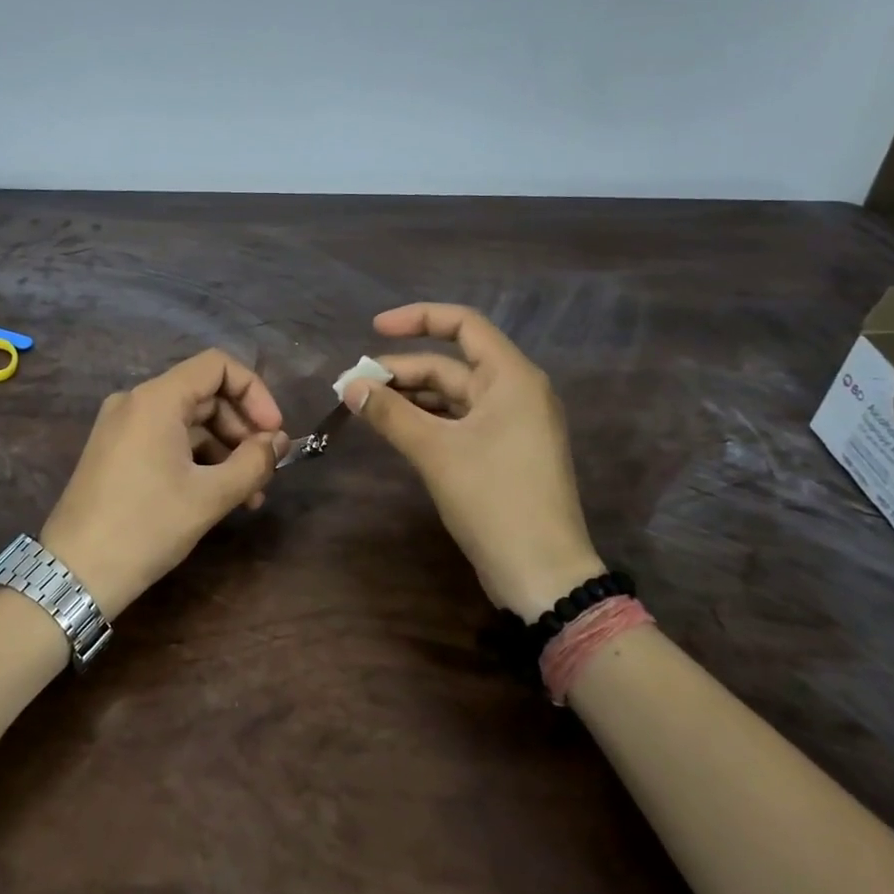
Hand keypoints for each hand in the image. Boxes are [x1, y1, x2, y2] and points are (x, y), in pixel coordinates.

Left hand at [39, 349, 288, 619]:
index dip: (254, 392)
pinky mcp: (116, 452)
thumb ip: (253, 462)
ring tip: (249, 495)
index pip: (217, 366)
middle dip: (242, 429)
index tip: (273, 433)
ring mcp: (122, 426)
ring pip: (188, 422)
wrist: (74, 575)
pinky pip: (167, 440)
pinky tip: (218, 496)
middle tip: (266, 470)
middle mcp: (136, 401)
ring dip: (224, 450)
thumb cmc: (146, 527)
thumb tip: (278, 442)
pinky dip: (197, 460)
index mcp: (156, 399)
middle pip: (205, 395)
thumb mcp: (210, 496)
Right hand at [344, 303, 602, 619]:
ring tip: (363, 406)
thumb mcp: (435, 451)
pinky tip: (393, 428)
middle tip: (352, 386)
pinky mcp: (502, 452)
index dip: (418, 318)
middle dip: (401, 371)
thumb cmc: (494, 499)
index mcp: (510, 377)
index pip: (463, 324)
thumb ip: (390, 413)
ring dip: (409, 397)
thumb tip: (350, 386)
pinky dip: (425, 421)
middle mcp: (514, 391)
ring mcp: (510, 424)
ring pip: (451, 395)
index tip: (374, 329)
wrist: (543, 574)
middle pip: (450, 364)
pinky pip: (458, 421)